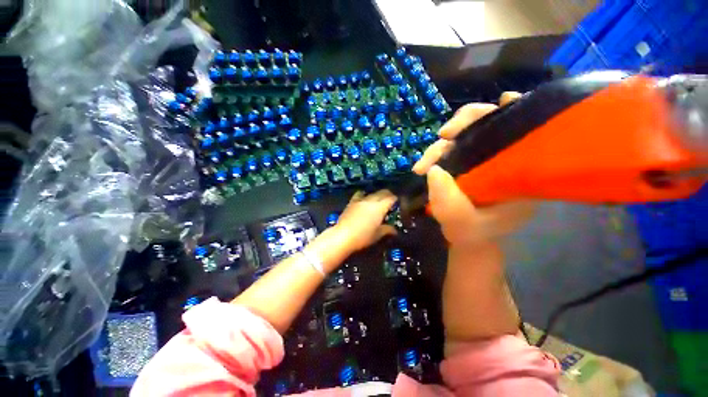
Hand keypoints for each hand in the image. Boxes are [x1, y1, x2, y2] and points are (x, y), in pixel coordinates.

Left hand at [331, 190, 396, 252]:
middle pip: (382, 192)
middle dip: (387, 194)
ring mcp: (360, 200)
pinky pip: (359, 195)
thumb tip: (394, 230)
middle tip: (390, 199)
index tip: (397, 200)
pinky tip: (364, 200)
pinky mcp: (351, 202)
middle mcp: (371, 201)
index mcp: (379, 208)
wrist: (343, 236)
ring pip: (371, 193)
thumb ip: (387, 230)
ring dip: (377, 195)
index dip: (395, 198)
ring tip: (378, 199)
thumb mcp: (377, 235)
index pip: (390, 198)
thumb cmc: (363, 237)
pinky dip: (364, 195)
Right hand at [413, 92, 534, 245]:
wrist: (465, 237)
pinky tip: (427, 162)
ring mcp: (481, 159)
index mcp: (520, 173)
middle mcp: (503, 159)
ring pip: (465, 135)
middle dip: (465, 123)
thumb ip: (450, 205)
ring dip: (441, 144)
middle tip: (443, 136)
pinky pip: (453, 147)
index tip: (505, 102)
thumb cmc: (472, 234)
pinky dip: (438, 150)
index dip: (518, 112)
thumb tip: (433, 171)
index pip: (526, 131)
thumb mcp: (463, 225)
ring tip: (421, 166)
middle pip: (491, 124)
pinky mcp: (464, 162)